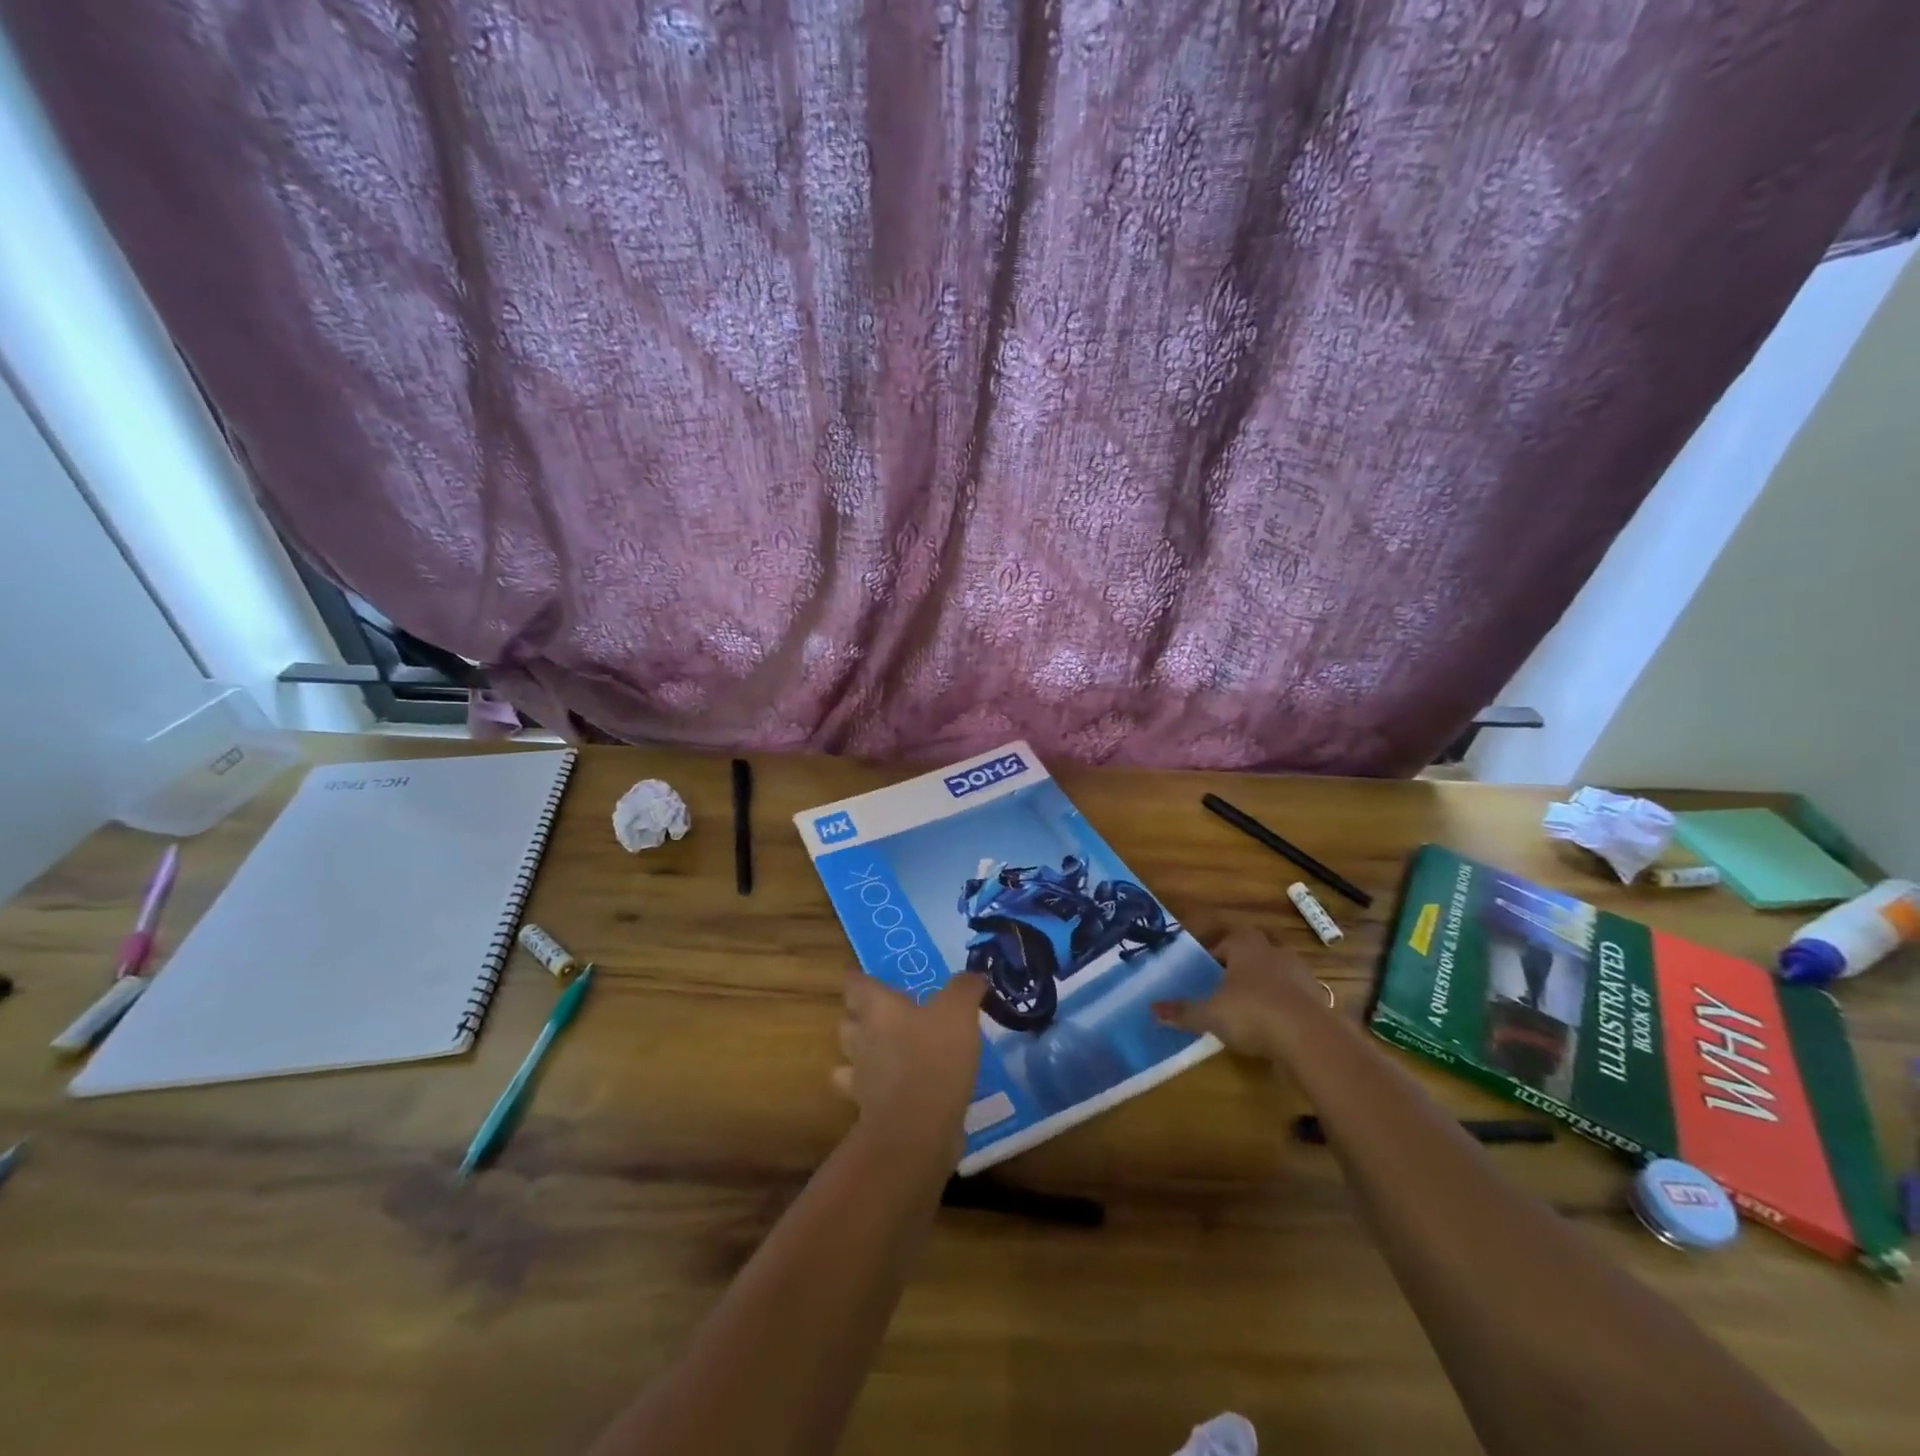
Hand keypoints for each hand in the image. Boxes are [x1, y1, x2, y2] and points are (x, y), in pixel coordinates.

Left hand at [833, 971, 985, 1162]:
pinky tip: (897, 1088)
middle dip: (859, 1017)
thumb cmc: (933, 1057)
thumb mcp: (958, 1012)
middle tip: (884, 1014)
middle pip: (848, 1021)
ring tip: (888, 1051)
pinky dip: (876, 1089)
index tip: (868, 978)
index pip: (855, 985)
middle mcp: (862, 1038)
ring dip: (863, 1053)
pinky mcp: (870, 1110)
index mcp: (878, 1009)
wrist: (916, 1130)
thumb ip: (964, 988)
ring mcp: (862, 1077)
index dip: (859, 979)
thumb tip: (973, 976)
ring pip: (851, 1058)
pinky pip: (866, 1093)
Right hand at [1154, 926, 1330, 1059]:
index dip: (1215, 953)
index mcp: (1246, 946)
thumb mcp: (1210, 1014)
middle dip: (1242, 965)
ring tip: (1249, 1008)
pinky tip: (1273, 1026)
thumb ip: (1183, 1011)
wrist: (1310, 1038)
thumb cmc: (1252, 1012)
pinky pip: (1295, 996)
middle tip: (1226, 986)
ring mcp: (1300, 974)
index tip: (1205, 971)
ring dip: (1265, 985)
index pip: (1227, 939)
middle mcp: (1274, 952)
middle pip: (1255, 950)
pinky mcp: (1318, 999)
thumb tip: (1152, 1009)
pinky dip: (1284, 1006)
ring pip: (1277, 972)